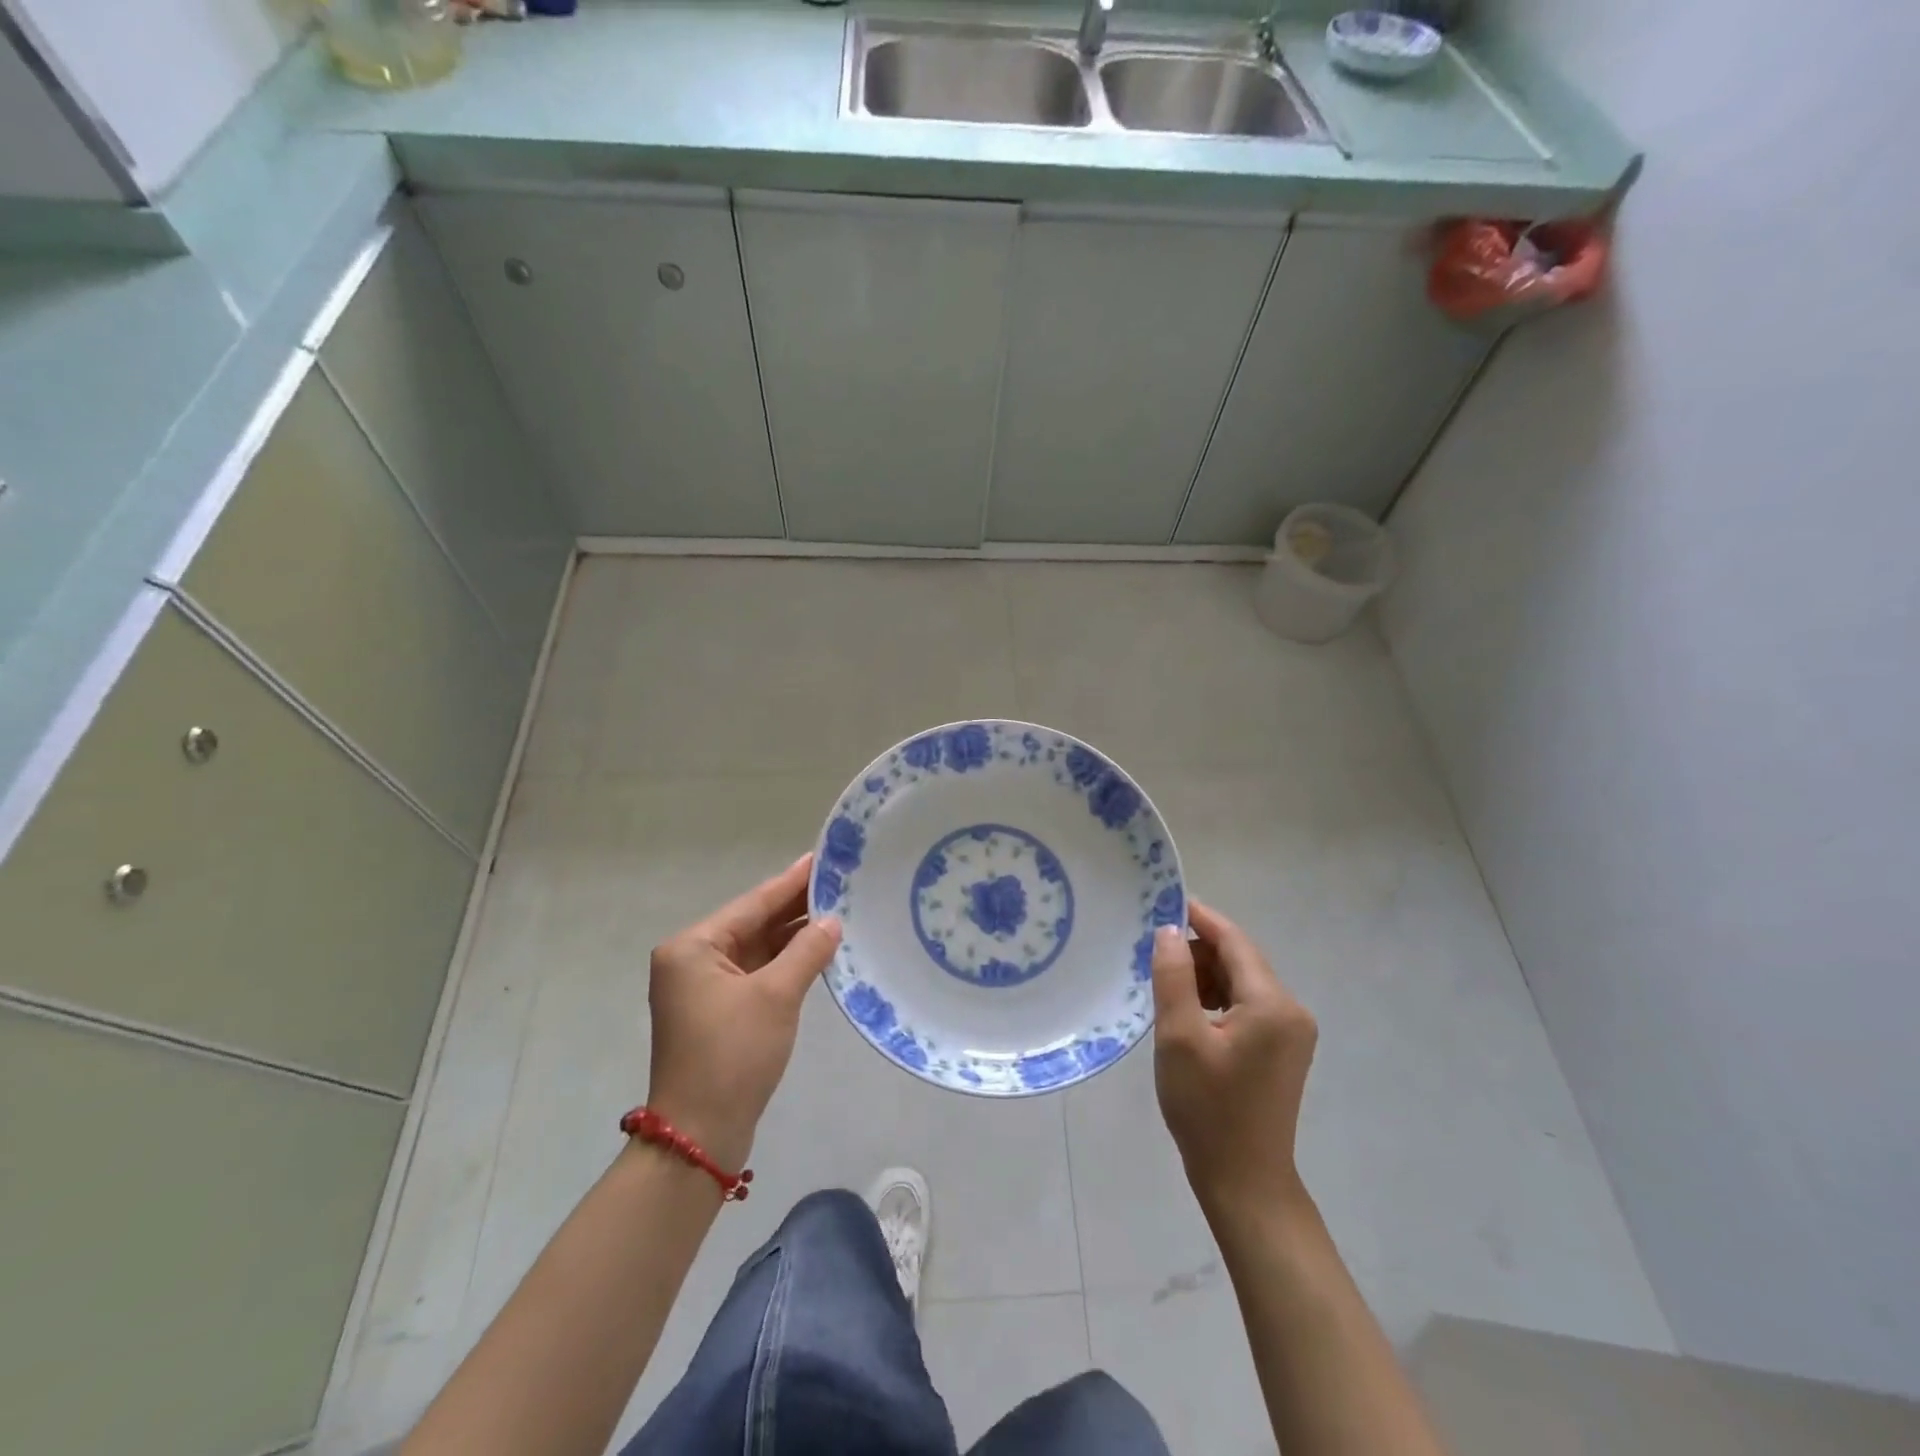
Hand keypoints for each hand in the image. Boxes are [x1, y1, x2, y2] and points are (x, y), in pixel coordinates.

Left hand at [646, 855, 841, 1171]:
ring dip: (793, 936)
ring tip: (838, 910)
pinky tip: (818, 950)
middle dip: (795, 907)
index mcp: (693, 947)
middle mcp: (693, 960)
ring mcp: (704, 988)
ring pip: (757, 949)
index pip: (753, 903)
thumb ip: (807, 951)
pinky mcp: (719, 1012)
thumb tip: (833, 921)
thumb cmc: (732, 1055)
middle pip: (753, 923)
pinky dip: (786, 963)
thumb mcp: (775, 996)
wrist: (700, 1136)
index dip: (791, 882)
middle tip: (839, 881)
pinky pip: (757, 973)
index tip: (821, 857)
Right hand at [1151, 899, 1318, 1217]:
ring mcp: (1291, 1031)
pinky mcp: (1282, 1049)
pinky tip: (1189, 1015)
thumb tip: (1169, 931)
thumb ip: (1173, 976)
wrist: (1244, 1181)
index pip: (1235, 941)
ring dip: (1205, 977)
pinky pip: (1246, 1005)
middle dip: (1198, 952)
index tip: (1164, 901)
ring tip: (1166, 991)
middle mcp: (1291, 1010)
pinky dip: (1217, 999)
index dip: (1200, 917)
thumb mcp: (1179, 1037)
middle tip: (1153, 959)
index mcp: (1272, 1004)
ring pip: (1241, 982)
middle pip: (1240, 960)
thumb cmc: (1207, 1109)